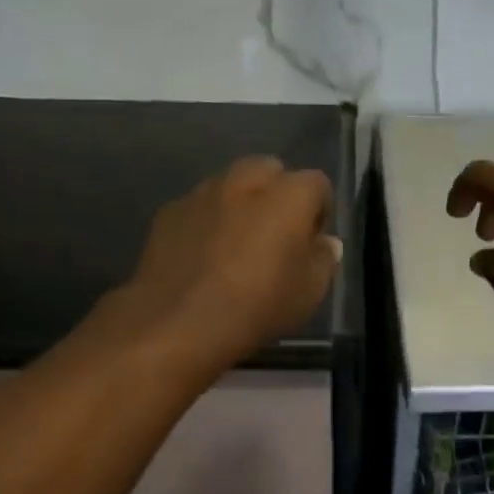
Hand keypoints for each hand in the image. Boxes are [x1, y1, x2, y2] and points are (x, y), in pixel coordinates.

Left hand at [128, 156, 339, 370]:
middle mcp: (245, 181)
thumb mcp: (310, 293)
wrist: (178, 322)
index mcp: (288, 195)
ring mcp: (202, 193)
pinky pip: (199, 207)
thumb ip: (323, 260)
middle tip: (276, 234)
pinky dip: (207, 221)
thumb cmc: (257, 306)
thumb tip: (324, 243)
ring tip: (236, 243)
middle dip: (277, 194)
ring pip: (230, 184)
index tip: (312, 242)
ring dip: (240, 204)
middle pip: (269, 171)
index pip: (317, 184)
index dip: (319, 212)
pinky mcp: (169, 212)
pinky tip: (203, 255)